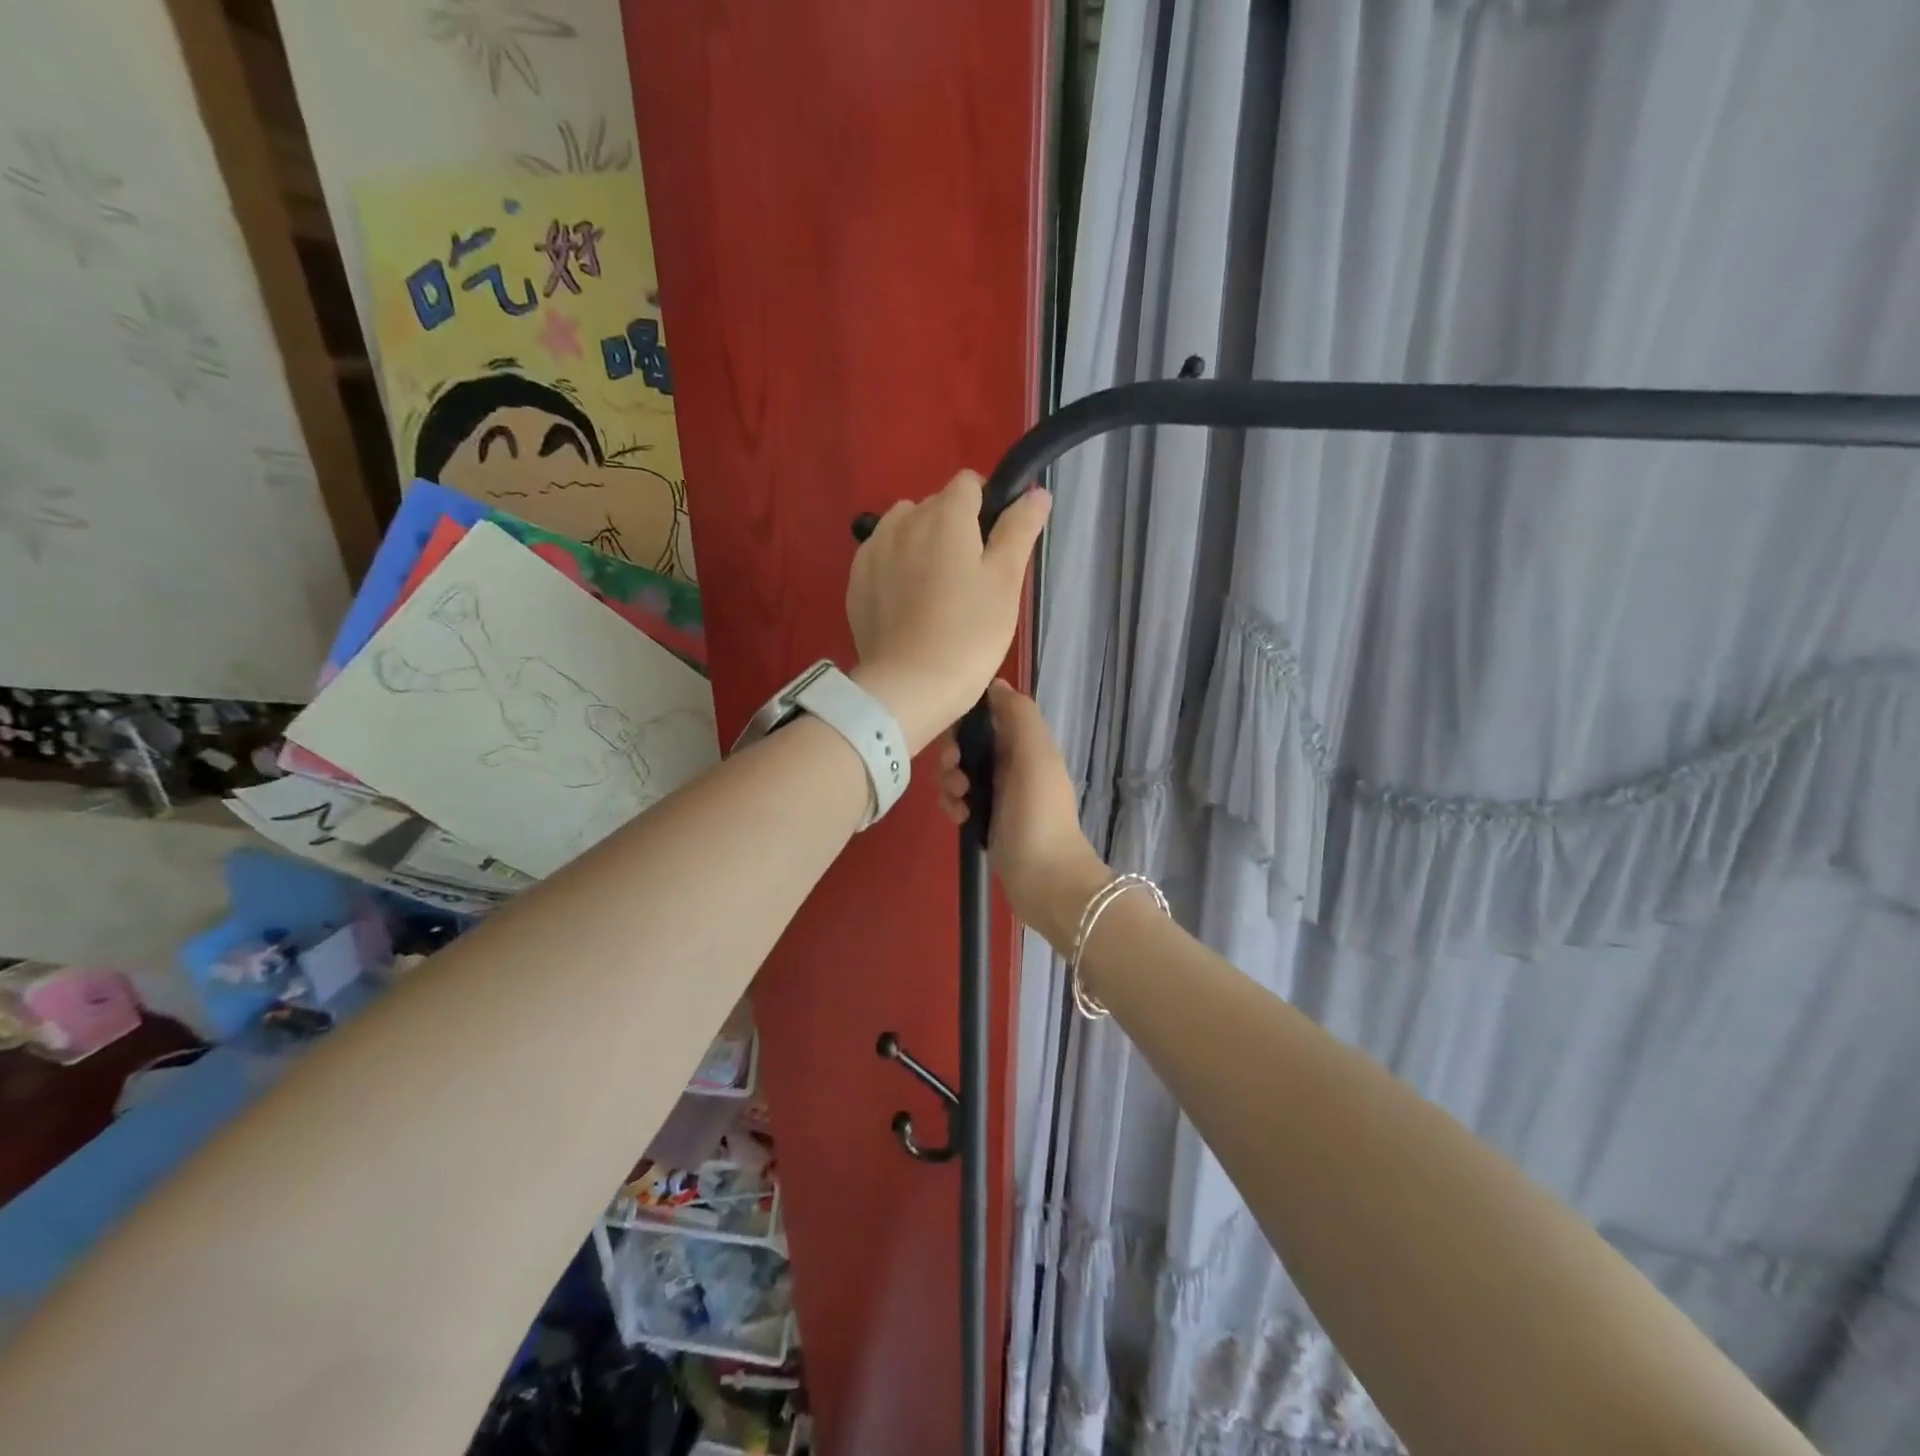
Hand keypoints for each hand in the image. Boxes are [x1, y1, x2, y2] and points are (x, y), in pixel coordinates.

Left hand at [846, 470, 1050, 753]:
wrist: (909, 686)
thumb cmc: (969, 634)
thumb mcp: (1006, 581)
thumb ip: (1019, 529)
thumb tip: (1036, 493)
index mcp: (945, 514)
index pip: (969, 484)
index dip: (988, 506)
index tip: (996, 545)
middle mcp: (903, 520)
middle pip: (936, 507)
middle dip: (955, 529)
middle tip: (971, 579)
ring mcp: (873, 549)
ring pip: (904, 528)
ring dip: (921, 544)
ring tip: (936, 589)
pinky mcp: (856, 580)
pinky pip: (882, 556)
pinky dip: (897, 568)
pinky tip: (908, 604)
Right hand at [935, 680, 1109, 950]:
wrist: (1045, 879)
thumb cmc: (1039, 812)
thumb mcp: (1035, 754)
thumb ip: (1018, 713)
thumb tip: (994, 684)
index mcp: (1027, 743)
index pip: (987, 714)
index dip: (966, 719)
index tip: (956, 735)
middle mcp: (1012, 763)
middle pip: (968, 743)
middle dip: (953, 754)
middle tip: (955, 772)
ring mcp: (998, 793)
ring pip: (958, 772)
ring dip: (949, 781)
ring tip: (959, 801)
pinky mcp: (985, 819)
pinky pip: (958, 800)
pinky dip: (953, 805)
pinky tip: (960, 818)